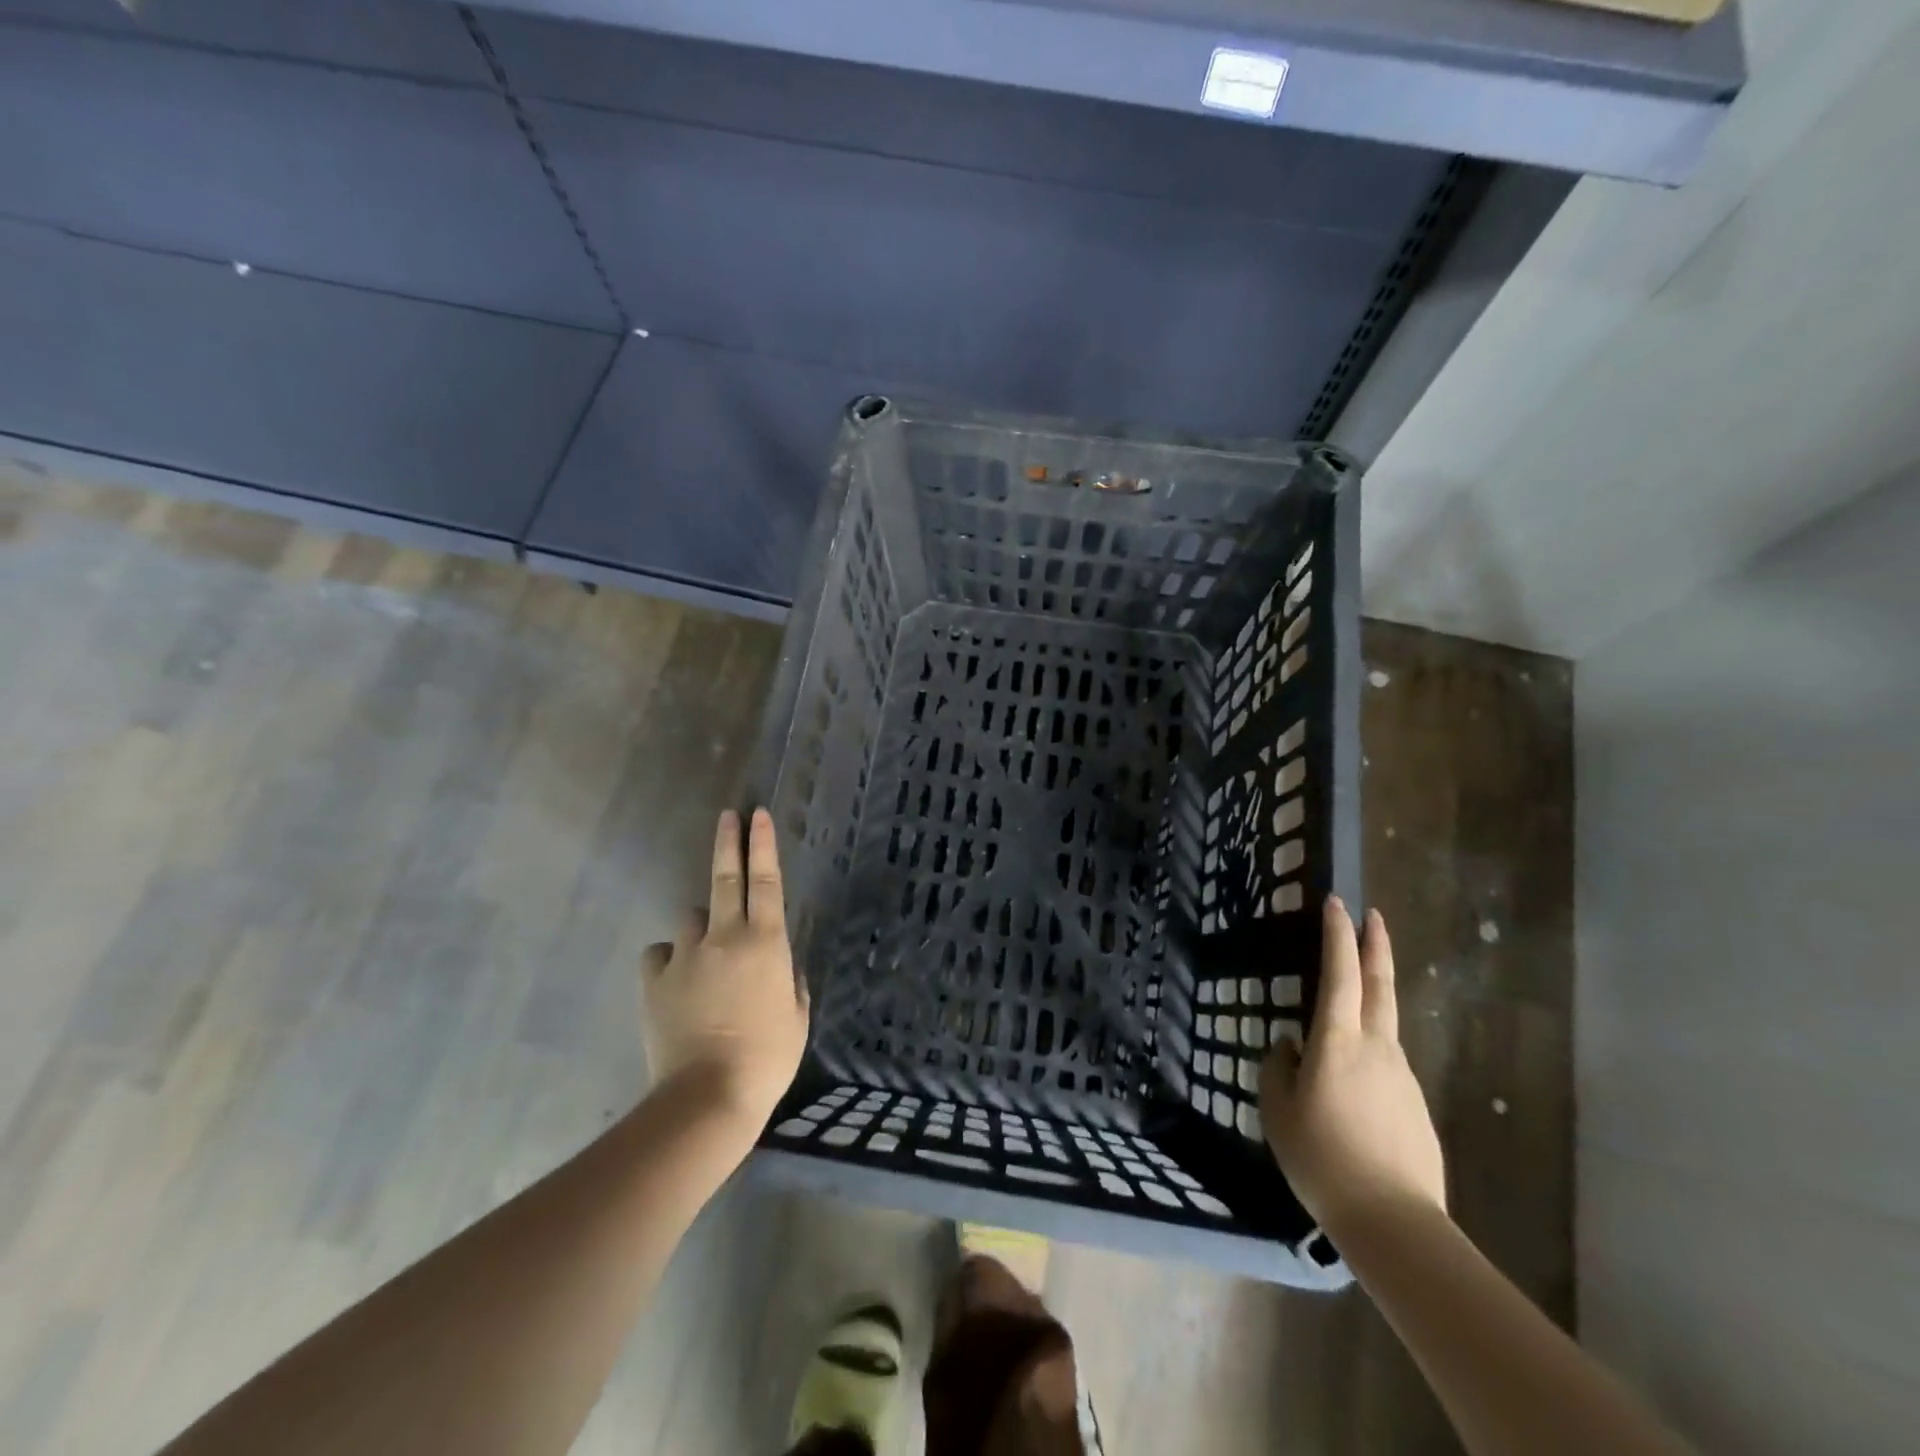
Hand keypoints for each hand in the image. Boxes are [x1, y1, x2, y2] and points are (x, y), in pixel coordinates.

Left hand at [641, 808, 809, 1133]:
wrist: (708, 1096)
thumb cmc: (768, 1057)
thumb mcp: (797, 1018)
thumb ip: (791, 984)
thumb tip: (782, 970)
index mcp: (766, 942)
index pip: (767, 880)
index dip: (763, 844)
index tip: (758, 814)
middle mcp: (725, 937)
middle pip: (725, 877)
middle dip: (728, 842)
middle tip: (728, 816)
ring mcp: (686, 955)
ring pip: (690, 920)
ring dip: (701, 928)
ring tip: (706, 959)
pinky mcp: (654, 980)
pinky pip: (661, 955)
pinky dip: (670, 960)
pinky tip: (676, 982)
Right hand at [1260, 897, 1446, 1238]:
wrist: (1394, 1221)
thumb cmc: (1322, 1157)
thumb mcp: (1278, 1109)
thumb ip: (1279, 1068)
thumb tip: (1290, 1046)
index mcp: (1339, 1041)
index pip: (1340, 973)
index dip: (1338, 934)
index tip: (1337, 902)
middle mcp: (1377, 1047)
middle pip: (1380, 984)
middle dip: (1375, 945)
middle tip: (1373, 915)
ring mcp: (1402, 1075)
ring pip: (1386, 1023)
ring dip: (1373, 996)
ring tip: (1349, 1002)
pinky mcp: (1415, 1104)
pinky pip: (1388, 1063)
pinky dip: (1372, 1048)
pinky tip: (1354, 1080)